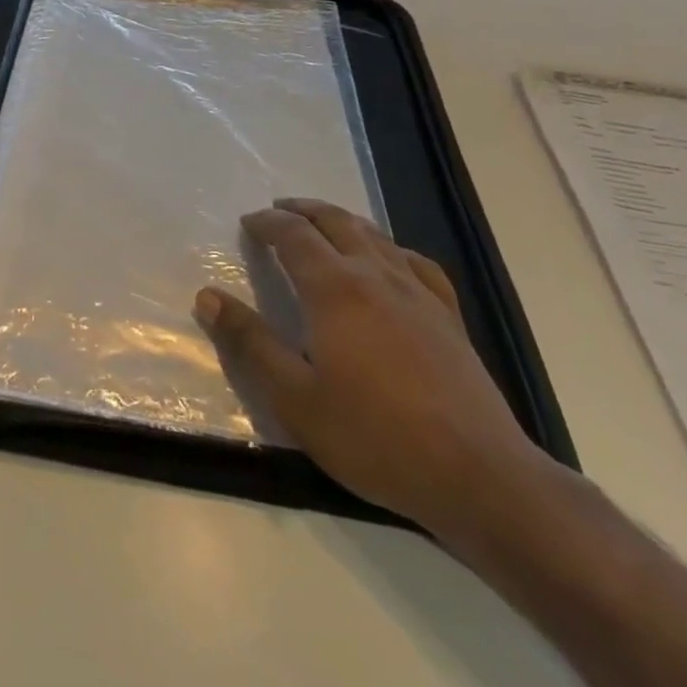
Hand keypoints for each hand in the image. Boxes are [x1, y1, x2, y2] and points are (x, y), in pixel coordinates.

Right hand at [195, 198, 542, 537]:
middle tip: (278, 210)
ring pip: (375, 236)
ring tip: (322, 223)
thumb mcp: (294, 397)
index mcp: (335, 289)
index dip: (267, 223)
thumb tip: (207, 296)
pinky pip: (415, 262)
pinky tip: (389, 259)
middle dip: (303, 210)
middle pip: (336, 222)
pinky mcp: (448, 317)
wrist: (478, 475)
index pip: (294, 235)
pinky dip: (390, 248)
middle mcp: (376, 276)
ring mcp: (418, 293)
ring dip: (341, 220)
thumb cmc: (374, 436)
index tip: (247, 223)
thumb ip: (250, 342)